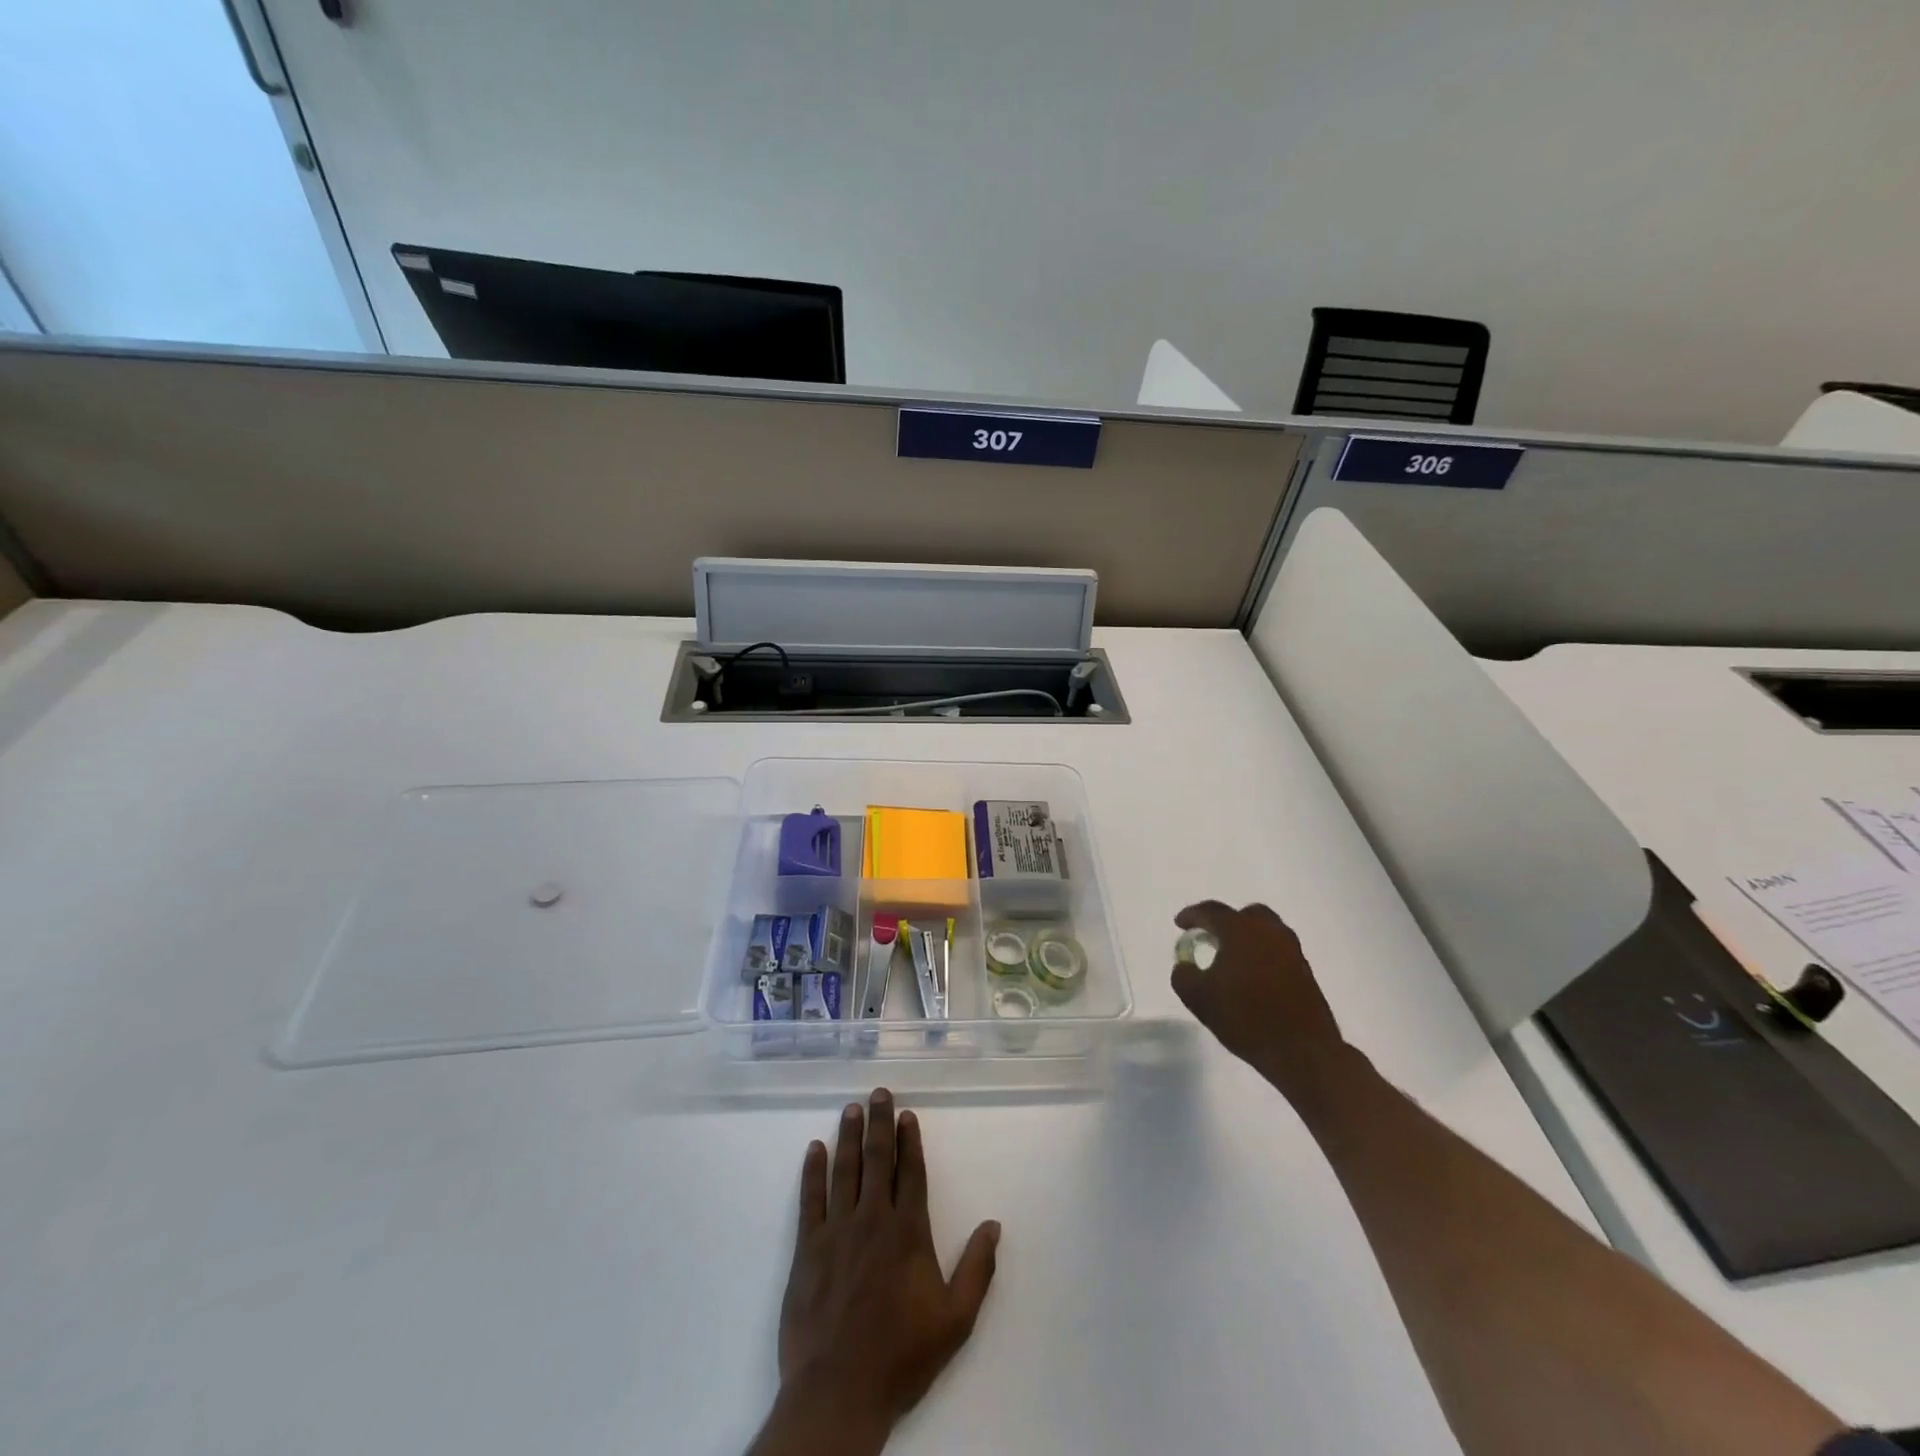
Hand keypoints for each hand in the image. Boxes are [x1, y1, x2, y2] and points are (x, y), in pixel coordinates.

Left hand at [768, 1089, 999, 1450]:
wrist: (839, 1392)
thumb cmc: (901, 1356)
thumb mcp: (955, 1320)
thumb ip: (977, 1270)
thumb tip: (994, 1225)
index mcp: (908, 1232)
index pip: (911, 1172)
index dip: (910, 1140)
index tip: (907, 1113)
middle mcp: (873, 1219)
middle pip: (877, 1159)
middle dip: (879, 1123)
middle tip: (878, 1092)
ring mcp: (837, 1230)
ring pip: (844, 1170)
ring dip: (848, 1136)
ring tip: (851, 1108)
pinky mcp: (807, 1248)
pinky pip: (810, 1199)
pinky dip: (812, 1172)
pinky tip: (814, 1149)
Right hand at [1170, 901, 1348, 1099]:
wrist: (1302, 1051)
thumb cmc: (1246, 1018)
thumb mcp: (1198, 998)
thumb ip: (1183, 975)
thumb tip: (1185, 965)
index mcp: (1240, 930)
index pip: (1211, 911)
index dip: (1192, 915)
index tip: (1179, 924)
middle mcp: (1268, 931)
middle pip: (1244, 914)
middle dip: (1225, 922)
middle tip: (1210, 938)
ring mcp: (1291, 950)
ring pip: (1265, 931)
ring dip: (1246, 938)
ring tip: (1231, 959)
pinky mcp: (1305, 970)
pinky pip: (1276, 950)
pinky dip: (1261, 954)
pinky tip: (1251, 977)